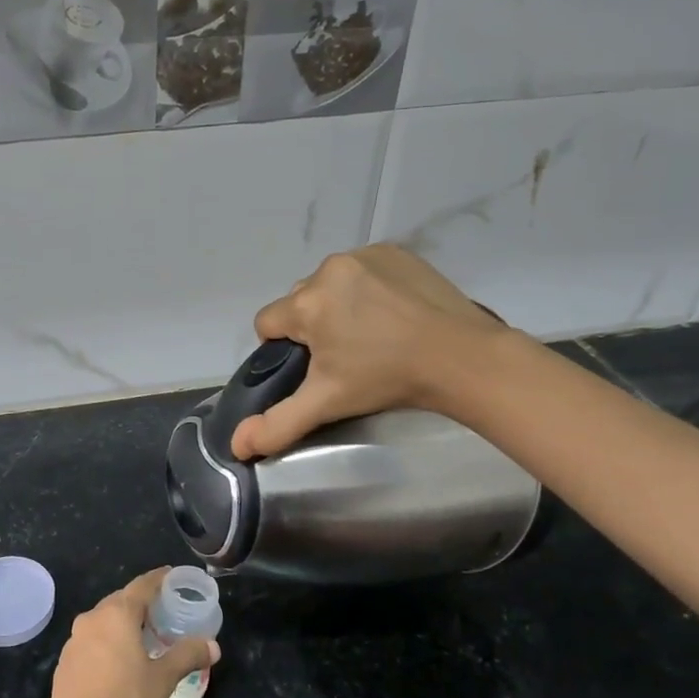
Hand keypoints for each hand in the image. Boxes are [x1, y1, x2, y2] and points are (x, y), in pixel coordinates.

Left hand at [45, 567, 219, 697]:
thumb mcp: (164, 679)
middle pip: (120, 601)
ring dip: (122, 623)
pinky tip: (117, 662)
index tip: (171, 574)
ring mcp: (73, 642)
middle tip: (162, 609)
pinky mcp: (63, 664)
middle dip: (141, 602)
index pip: (141, 586)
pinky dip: (106, 643)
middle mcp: (91, 619)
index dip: (158, 578)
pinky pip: (90, 642)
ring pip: (102, 621)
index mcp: (116, 614)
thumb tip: (213, 646)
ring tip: (141, 636)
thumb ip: (187, 656)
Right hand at [231, 245, 509, 460]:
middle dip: (313, 325)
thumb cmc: (387, 379)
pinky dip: (367, 287)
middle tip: (346, 354)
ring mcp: (363, 255)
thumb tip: (237, 446)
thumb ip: (278, 424)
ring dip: (338, 304)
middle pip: (299, 301)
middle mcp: (327, 270)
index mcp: (305, 304)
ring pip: (329, 283)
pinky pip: (361, 269)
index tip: (315, 366)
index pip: (267, 323)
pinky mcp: (393, 251)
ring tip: (372, 332)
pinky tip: (391, 311)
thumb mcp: (328, 403)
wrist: (461, 357)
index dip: (283, 348)